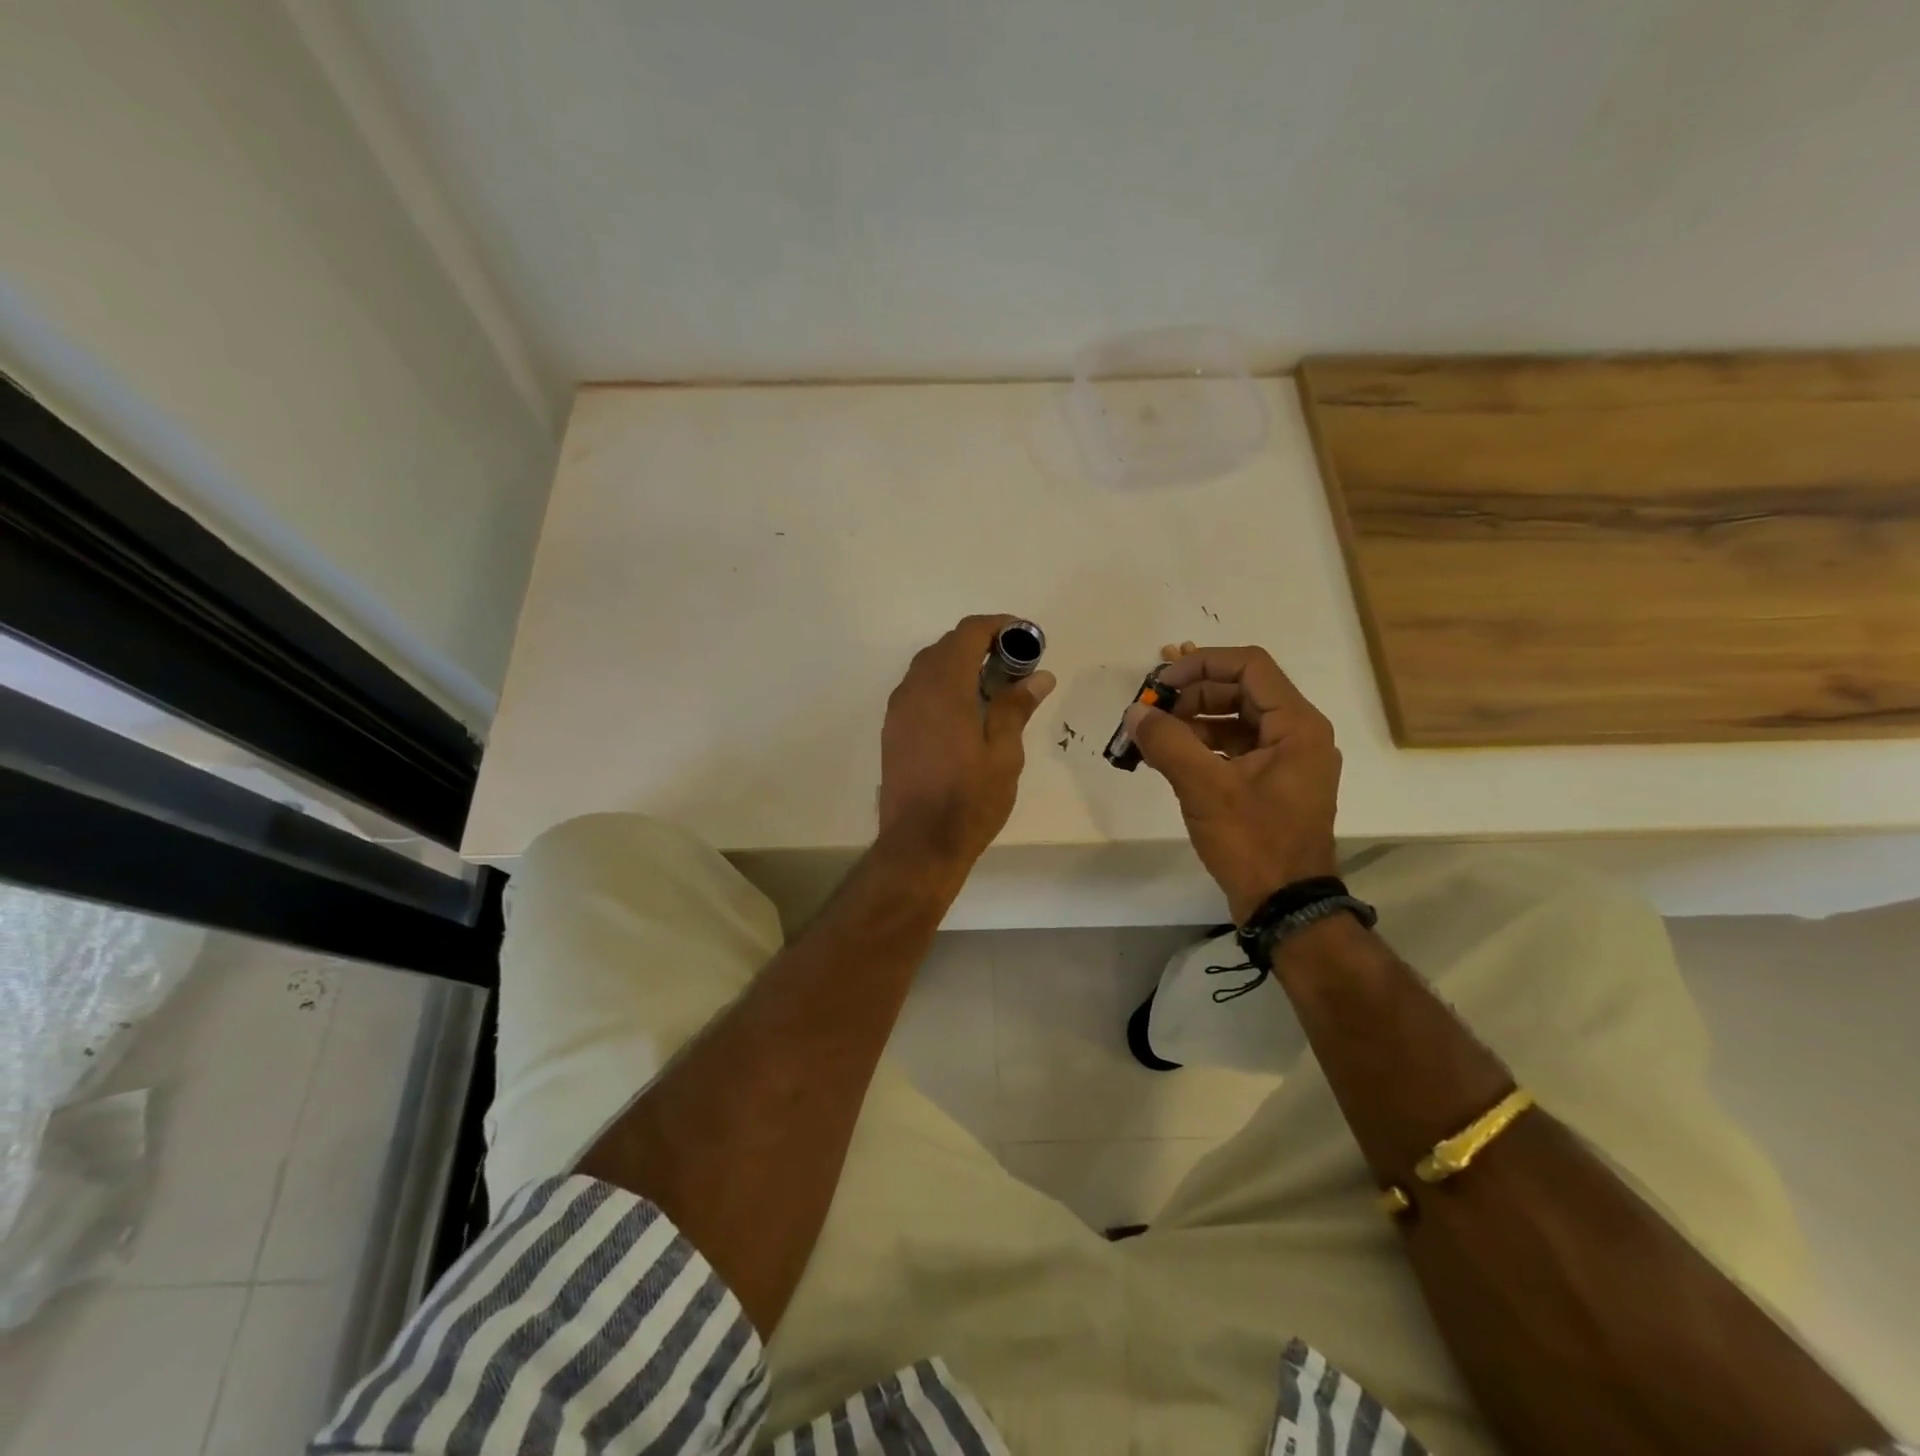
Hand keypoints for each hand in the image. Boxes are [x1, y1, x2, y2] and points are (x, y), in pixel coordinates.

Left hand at [878, 615, 1055, 871]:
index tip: (1026, 636)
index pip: (968, 634)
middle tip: (1016, 664)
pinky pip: (918, 690)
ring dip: (960, 664)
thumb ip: (1016, 707)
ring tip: (993, 686)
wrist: (919, 844)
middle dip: (981, 644)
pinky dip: (942, 684)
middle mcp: (914, 689)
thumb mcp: (1004, 754)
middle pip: (946, 646)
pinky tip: (965, 709)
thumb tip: (1040, 675)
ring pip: (928, 667)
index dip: (998, 626)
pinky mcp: (892, 729)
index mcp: (944, 688)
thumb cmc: (969, 801)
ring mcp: (898, 710)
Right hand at [1125, 644, 1339, 922]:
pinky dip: (1202, 746)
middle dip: (1192, 695)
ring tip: (1153, 737)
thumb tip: (1135, 713)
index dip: (1201, 664)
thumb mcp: (1205, 788)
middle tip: (1151, 712)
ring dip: (1193, 721)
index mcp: (1297, 725)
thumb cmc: (1254, 842)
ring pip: (1236, 719)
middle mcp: (1298, 733)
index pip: (1249, 665)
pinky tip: (1169, 759)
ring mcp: (1287, 760)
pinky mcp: (1272, 783)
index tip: (1160, 683)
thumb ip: (1168, 742)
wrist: (1286, 905)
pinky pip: (1235, 747)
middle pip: (1241, 690)